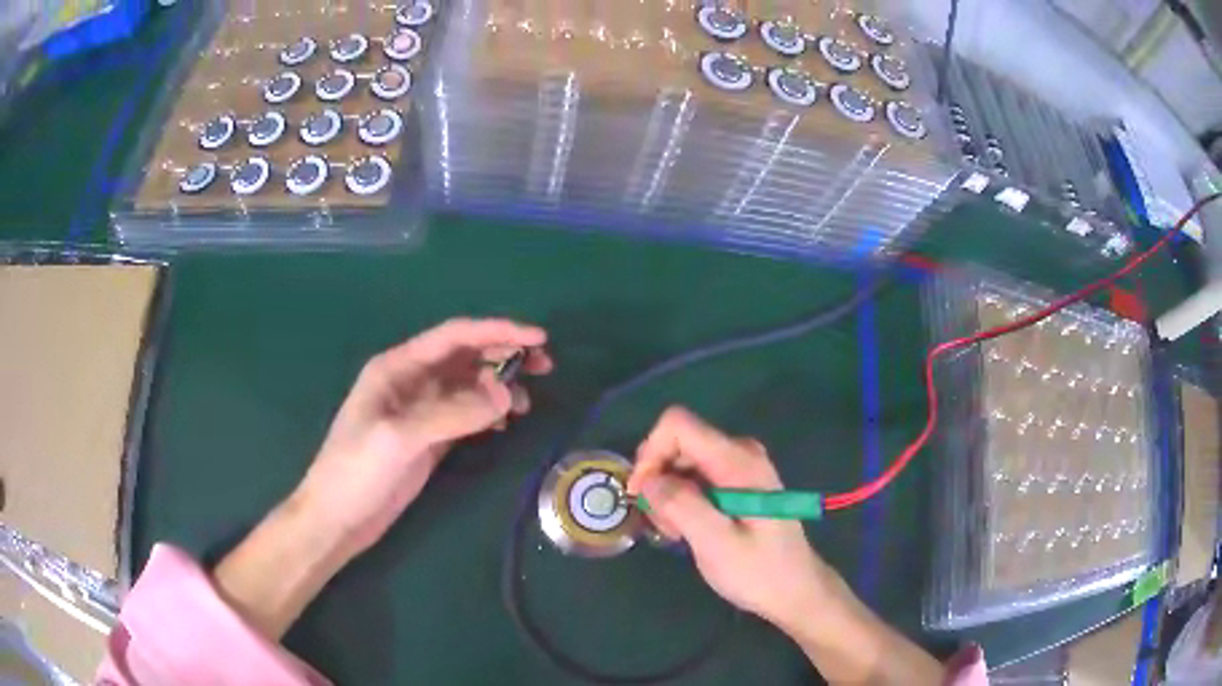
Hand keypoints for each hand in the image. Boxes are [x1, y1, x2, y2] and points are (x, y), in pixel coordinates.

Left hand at [297, 317, 551, 552]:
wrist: (338, 518)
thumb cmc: (357, 470)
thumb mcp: (400, 437)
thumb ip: (453, 413)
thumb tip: (507, 393)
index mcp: (398, 367)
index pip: (454, 336)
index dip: (497, 331)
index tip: (538, 337)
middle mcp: (412, 381)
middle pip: (465, 357)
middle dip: (504, 355)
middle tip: (545, 366)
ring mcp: (422, 411)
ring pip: (469, 387)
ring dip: (500, 387)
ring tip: (527, 404)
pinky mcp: (430, 439)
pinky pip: (467, 416)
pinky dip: (490, 414)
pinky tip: (506, 424)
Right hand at [626, 407, 831, 630]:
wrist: (796, 590)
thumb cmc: (759, 571)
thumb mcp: (716, 543)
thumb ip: (681, 506)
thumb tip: (647, 481)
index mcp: (738, 461)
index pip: (678, 424)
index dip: (650, 453)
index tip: (641, 494)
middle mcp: (740, 452)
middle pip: (679, 442)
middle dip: (658, 479)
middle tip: (662, 524)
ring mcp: (741, 466)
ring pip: (684, 462)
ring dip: (668, 494)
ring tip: (677, 533)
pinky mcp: (738, 482)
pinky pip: (696, 476)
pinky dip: (682, 499)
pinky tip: (688, 530)